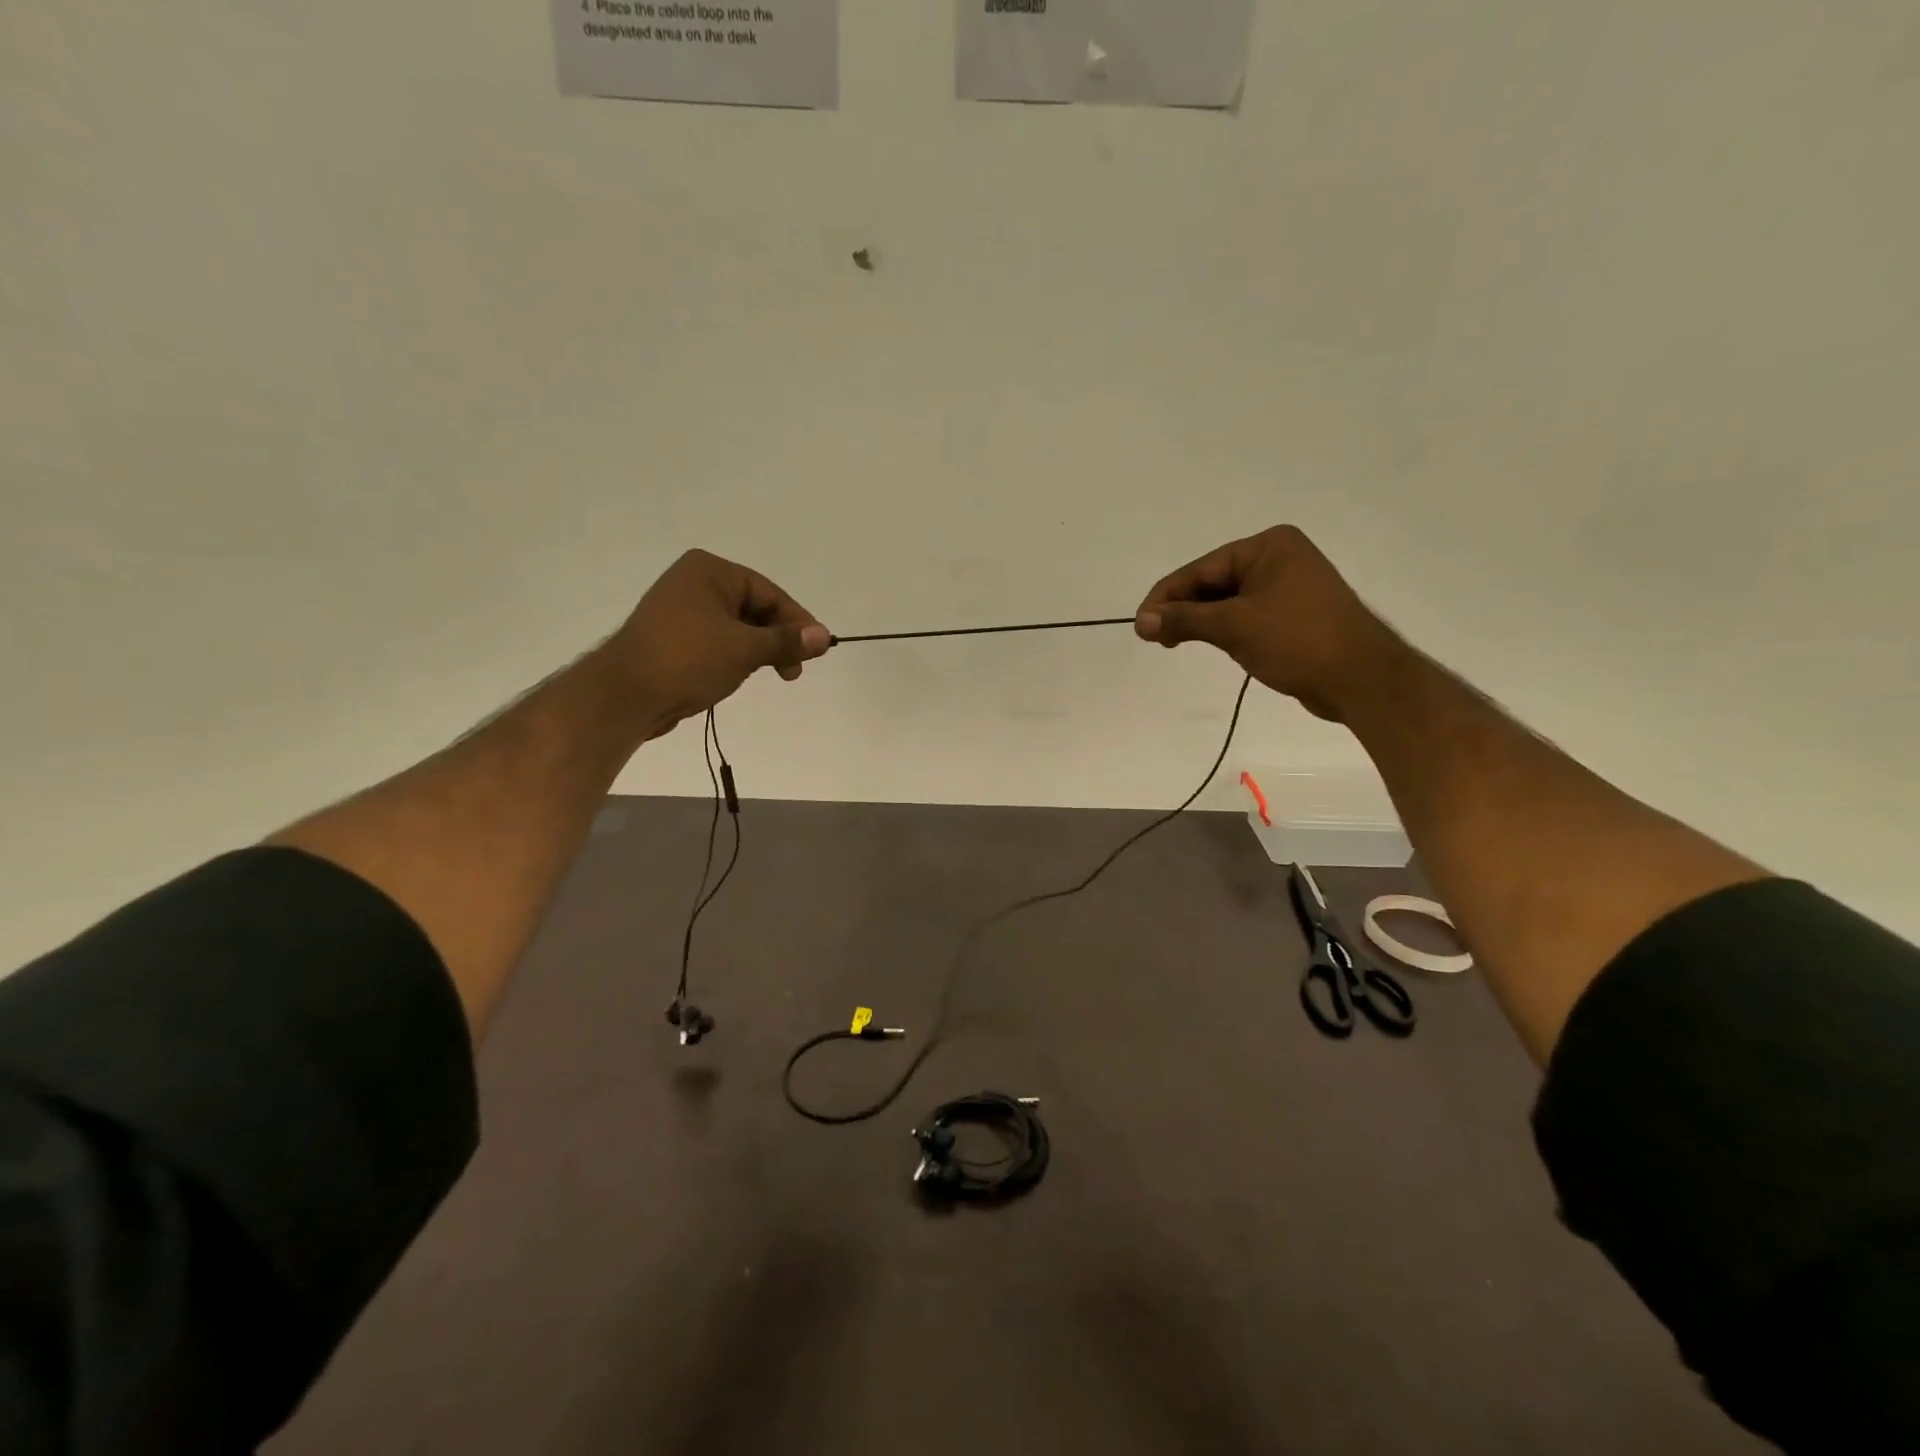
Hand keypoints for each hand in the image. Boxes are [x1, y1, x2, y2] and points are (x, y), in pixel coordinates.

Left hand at [611, 549, 830, 737]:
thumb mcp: (746, 649)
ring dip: (758, 651)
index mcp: (709, 570)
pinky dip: (735, 657)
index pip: (769, 593)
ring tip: (769, 675)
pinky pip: (717, 642)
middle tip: (793, 671)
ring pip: (737, 628)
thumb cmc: (689, 659)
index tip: (818, 649)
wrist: (625, 695)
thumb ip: (787, 641)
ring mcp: (681, 611)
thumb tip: (825, 636)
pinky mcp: (673, 638)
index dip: (797, 621)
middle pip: (754, 609)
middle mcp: (694, 583)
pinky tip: (739, 677)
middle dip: (777, 640)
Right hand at [1135, 525, 1404, 721]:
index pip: (1201, 569)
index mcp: (1268, 546)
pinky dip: (1224, 629)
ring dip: (1201, 621)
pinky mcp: (1294, 614)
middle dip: (1183, 609)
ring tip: (1174, 643)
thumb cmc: (1297, 640)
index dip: (1166, 597)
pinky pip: (1247, 615)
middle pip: (1213, 582)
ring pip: (1228, 601)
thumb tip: (1141, 622)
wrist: (1361, 679)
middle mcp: (1279, 558)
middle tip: (1155, 638)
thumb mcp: (1233, 627)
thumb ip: (1184, 620)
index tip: (1140, 624)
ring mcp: (1289, 586)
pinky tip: (1209, 644)